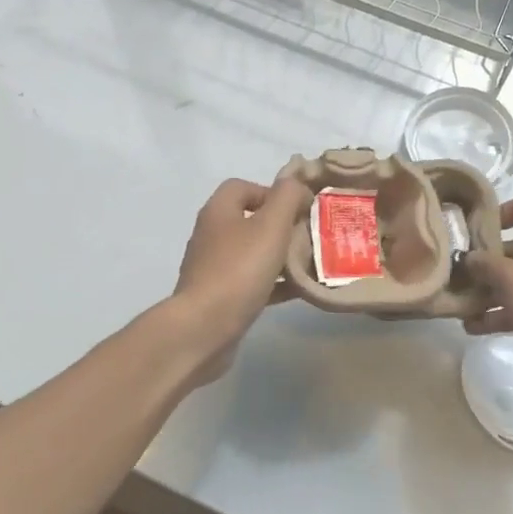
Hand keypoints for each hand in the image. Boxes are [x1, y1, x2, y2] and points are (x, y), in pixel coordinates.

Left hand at [171, 176, 312, 385]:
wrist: (204, 328)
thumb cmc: (239, 270)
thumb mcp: (271, 226)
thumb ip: (287, 198)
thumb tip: (297, 185)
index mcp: (218, 212)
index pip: (242, 186)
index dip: (271, 192)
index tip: (297, 209)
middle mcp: (211, 235)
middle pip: (249, 220)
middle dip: (281, 226)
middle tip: (308, 236)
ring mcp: (212, 268)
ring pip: (251, 253)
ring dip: (279, 256)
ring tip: (308, 264)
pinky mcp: (218, 297)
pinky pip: (250, 282)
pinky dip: (273, 283)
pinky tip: (297, 291)